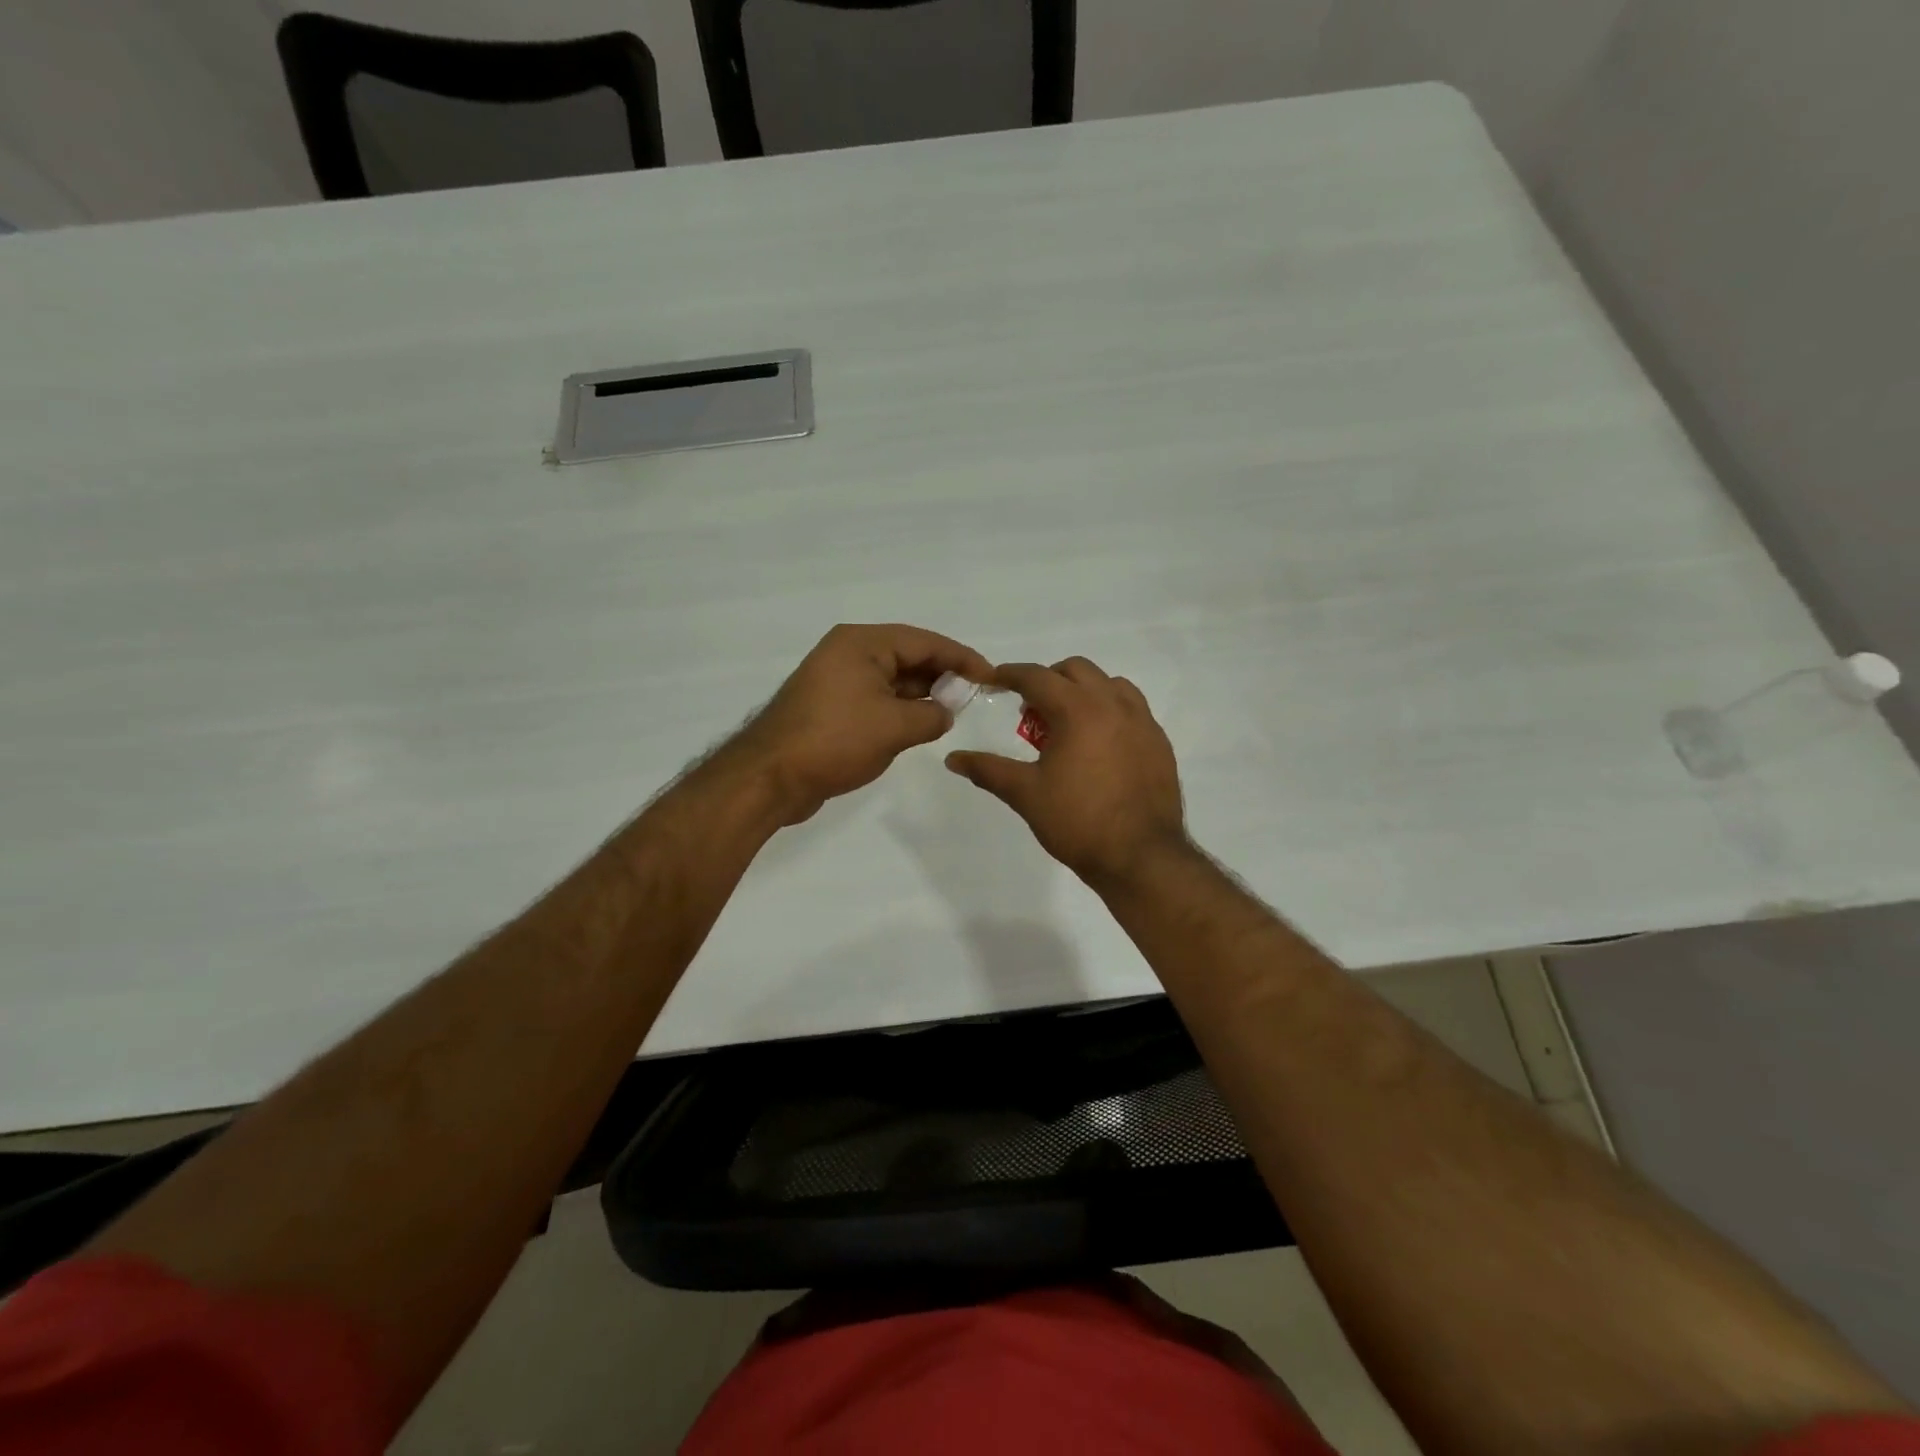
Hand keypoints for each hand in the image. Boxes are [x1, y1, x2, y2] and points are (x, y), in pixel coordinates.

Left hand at [726, 624, 994, 826]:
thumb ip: (932, 714)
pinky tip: (921, 725)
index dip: (961, 657)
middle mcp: (848, 653)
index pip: (924, 641)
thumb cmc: (835, 741)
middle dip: (942, 676)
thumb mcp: (895, 727)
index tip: (990, 676)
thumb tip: (945, 713)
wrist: (769, 777)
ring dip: (922, 695)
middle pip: (907, 656)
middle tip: (975, 697)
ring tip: (953, 712)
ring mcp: (837, 680)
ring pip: (892, 680)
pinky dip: (900, 709)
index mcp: (861, 643)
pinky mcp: (831, 707)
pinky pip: (876, 699)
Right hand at [945, 657, 1189, 886]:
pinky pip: (1132, 708)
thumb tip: (953, 759)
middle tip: (1030, 711)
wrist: (1142, 858)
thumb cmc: (1078, 822)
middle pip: (1075, 670)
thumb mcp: (1026, 794)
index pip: (1037, 676)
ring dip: (1083, 691)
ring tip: (1068, 724)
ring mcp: (1143, 721)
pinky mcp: (1159, 742)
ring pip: (1109, 684)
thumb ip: (988, 770)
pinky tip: (1099, 744)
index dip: (1009, 674)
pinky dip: (1110, 710)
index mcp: (1078, 710)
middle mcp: (1114, 704)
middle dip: (1048, 680)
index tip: (992, 680)